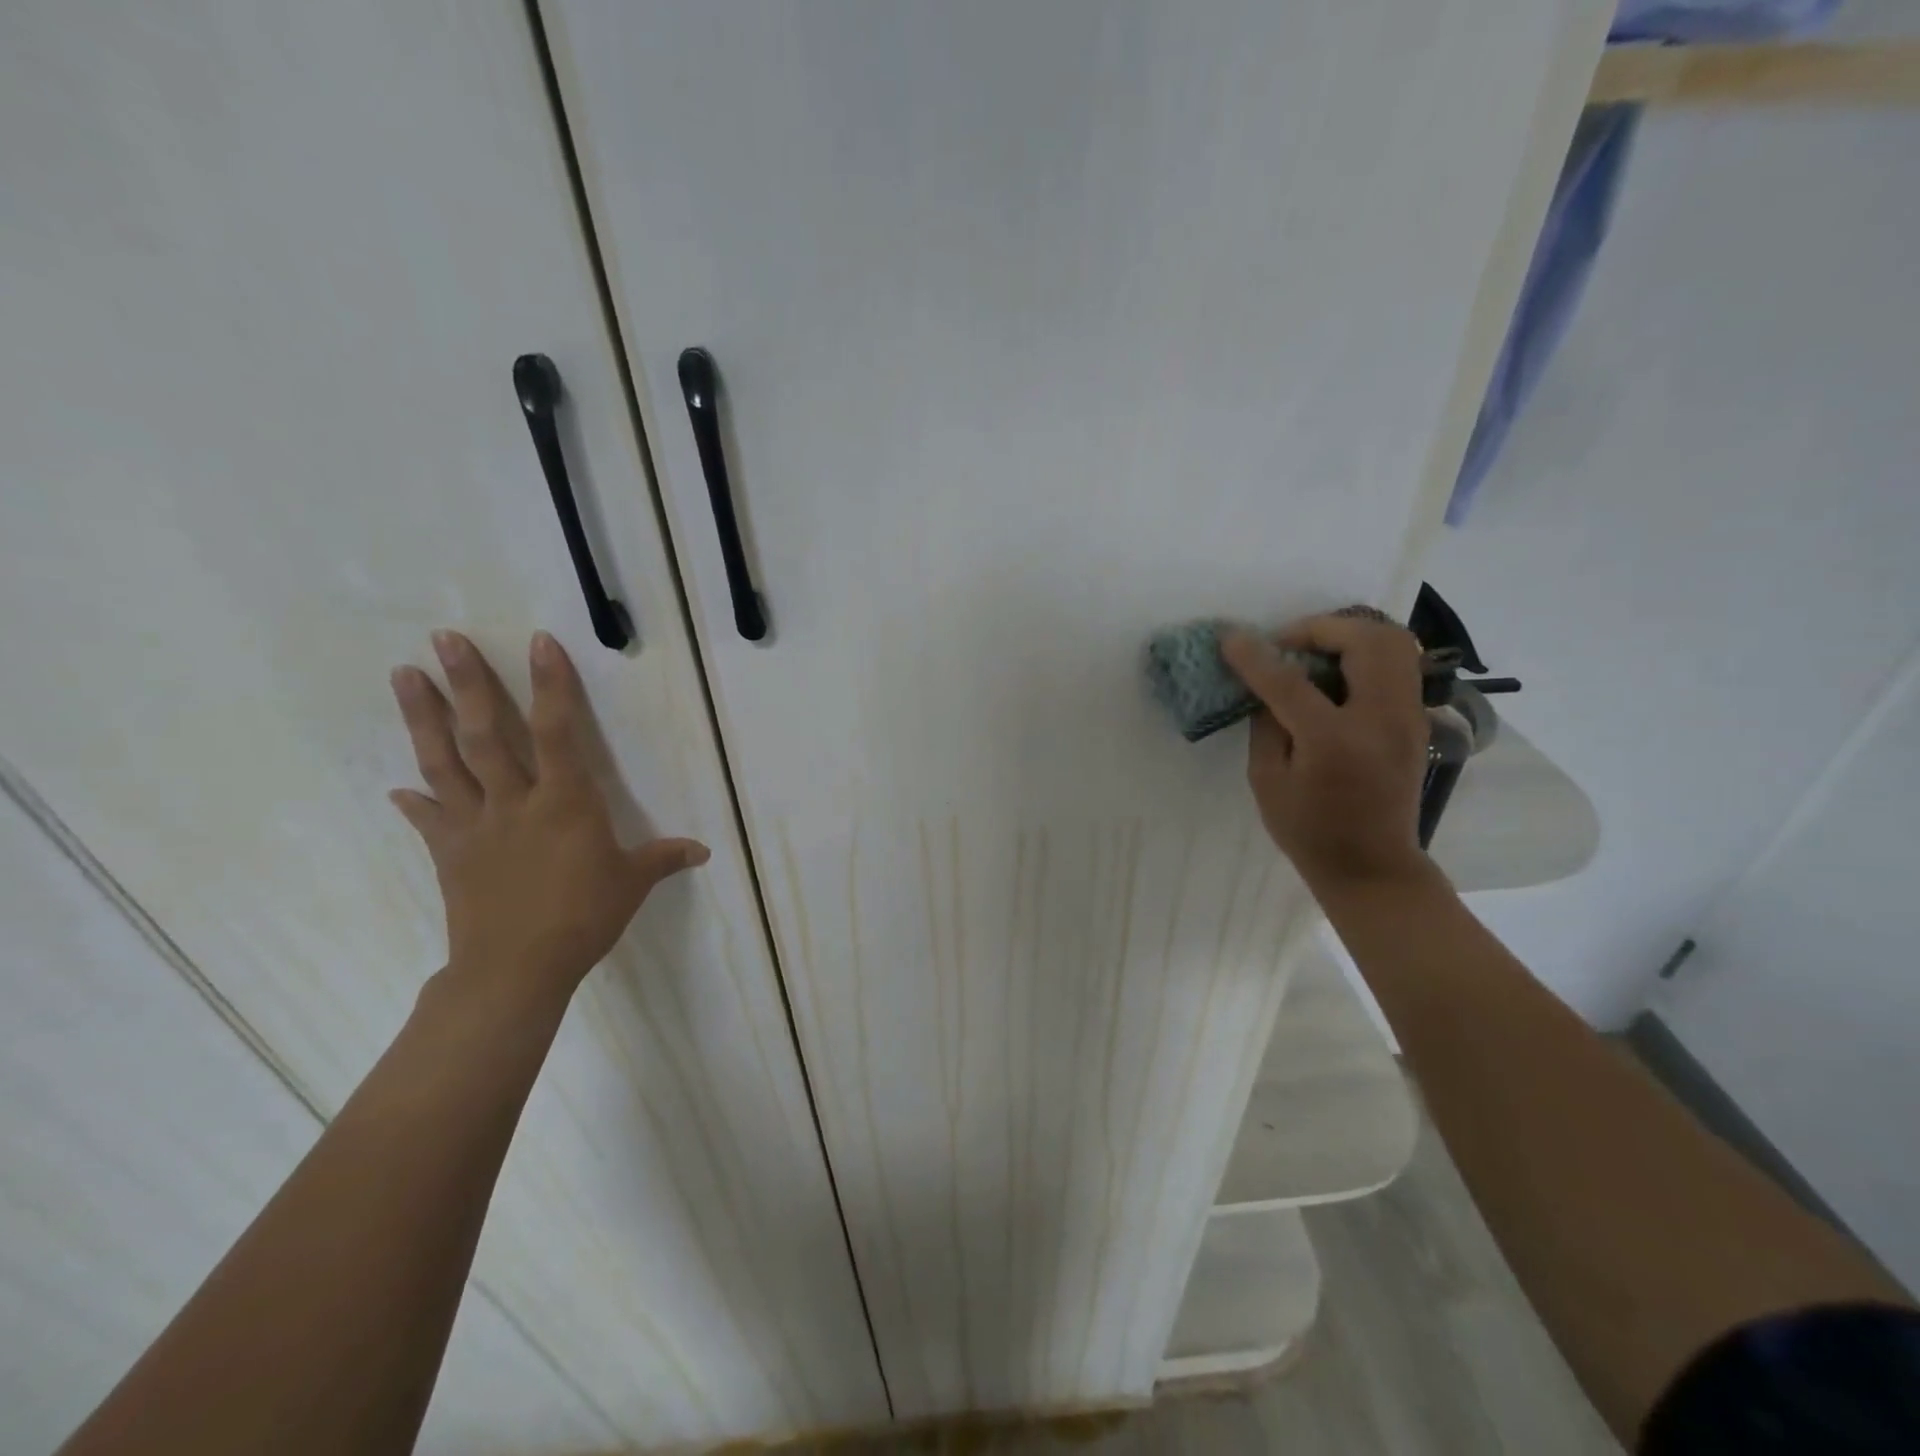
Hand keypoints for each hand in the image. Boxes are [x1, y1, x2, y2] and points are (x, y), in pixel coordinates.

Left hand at [388, 630, 708, 1003]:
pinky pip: (430, 819)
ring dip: (423, 718)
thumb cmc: (583, 917)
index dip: (551, 685)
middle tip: (443, 638)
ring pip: (445, 762)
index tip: (540, 643)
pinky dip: (414, 802)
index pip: (557, 731)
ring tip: (403, 675)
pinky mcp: (450, 854)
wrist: (516, 968)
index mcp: (565, 802)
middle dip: (467, 683)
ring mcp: (476, 826)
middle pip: (485, 734)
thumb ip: (663, 858)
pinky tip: (397, 788)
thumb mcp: (632, 884)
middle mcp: (515, 802)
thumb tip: (702, 851)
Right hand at [1221, 613, 1432, 894]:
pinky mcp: (1417, 719)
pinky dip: (1366, 652)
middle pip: (1364, 641)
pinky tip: (1336, 672)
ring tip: (1313, 651)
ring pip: (1393, 642)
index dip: (1255, 656)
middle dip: (1319, 628)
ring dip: (1348, 634)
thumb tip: (1266, 684)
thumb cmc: (1309, 830)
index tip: (1230, 638)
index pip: (1290, 681)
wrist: (1372, 865)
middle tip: (1285, 644)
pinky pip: (1399, 663)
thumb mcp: (1267, 781)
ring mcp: (1408, 716)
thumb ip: (1266, 724)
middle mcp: (1381, 719)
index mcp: (1334, 740)